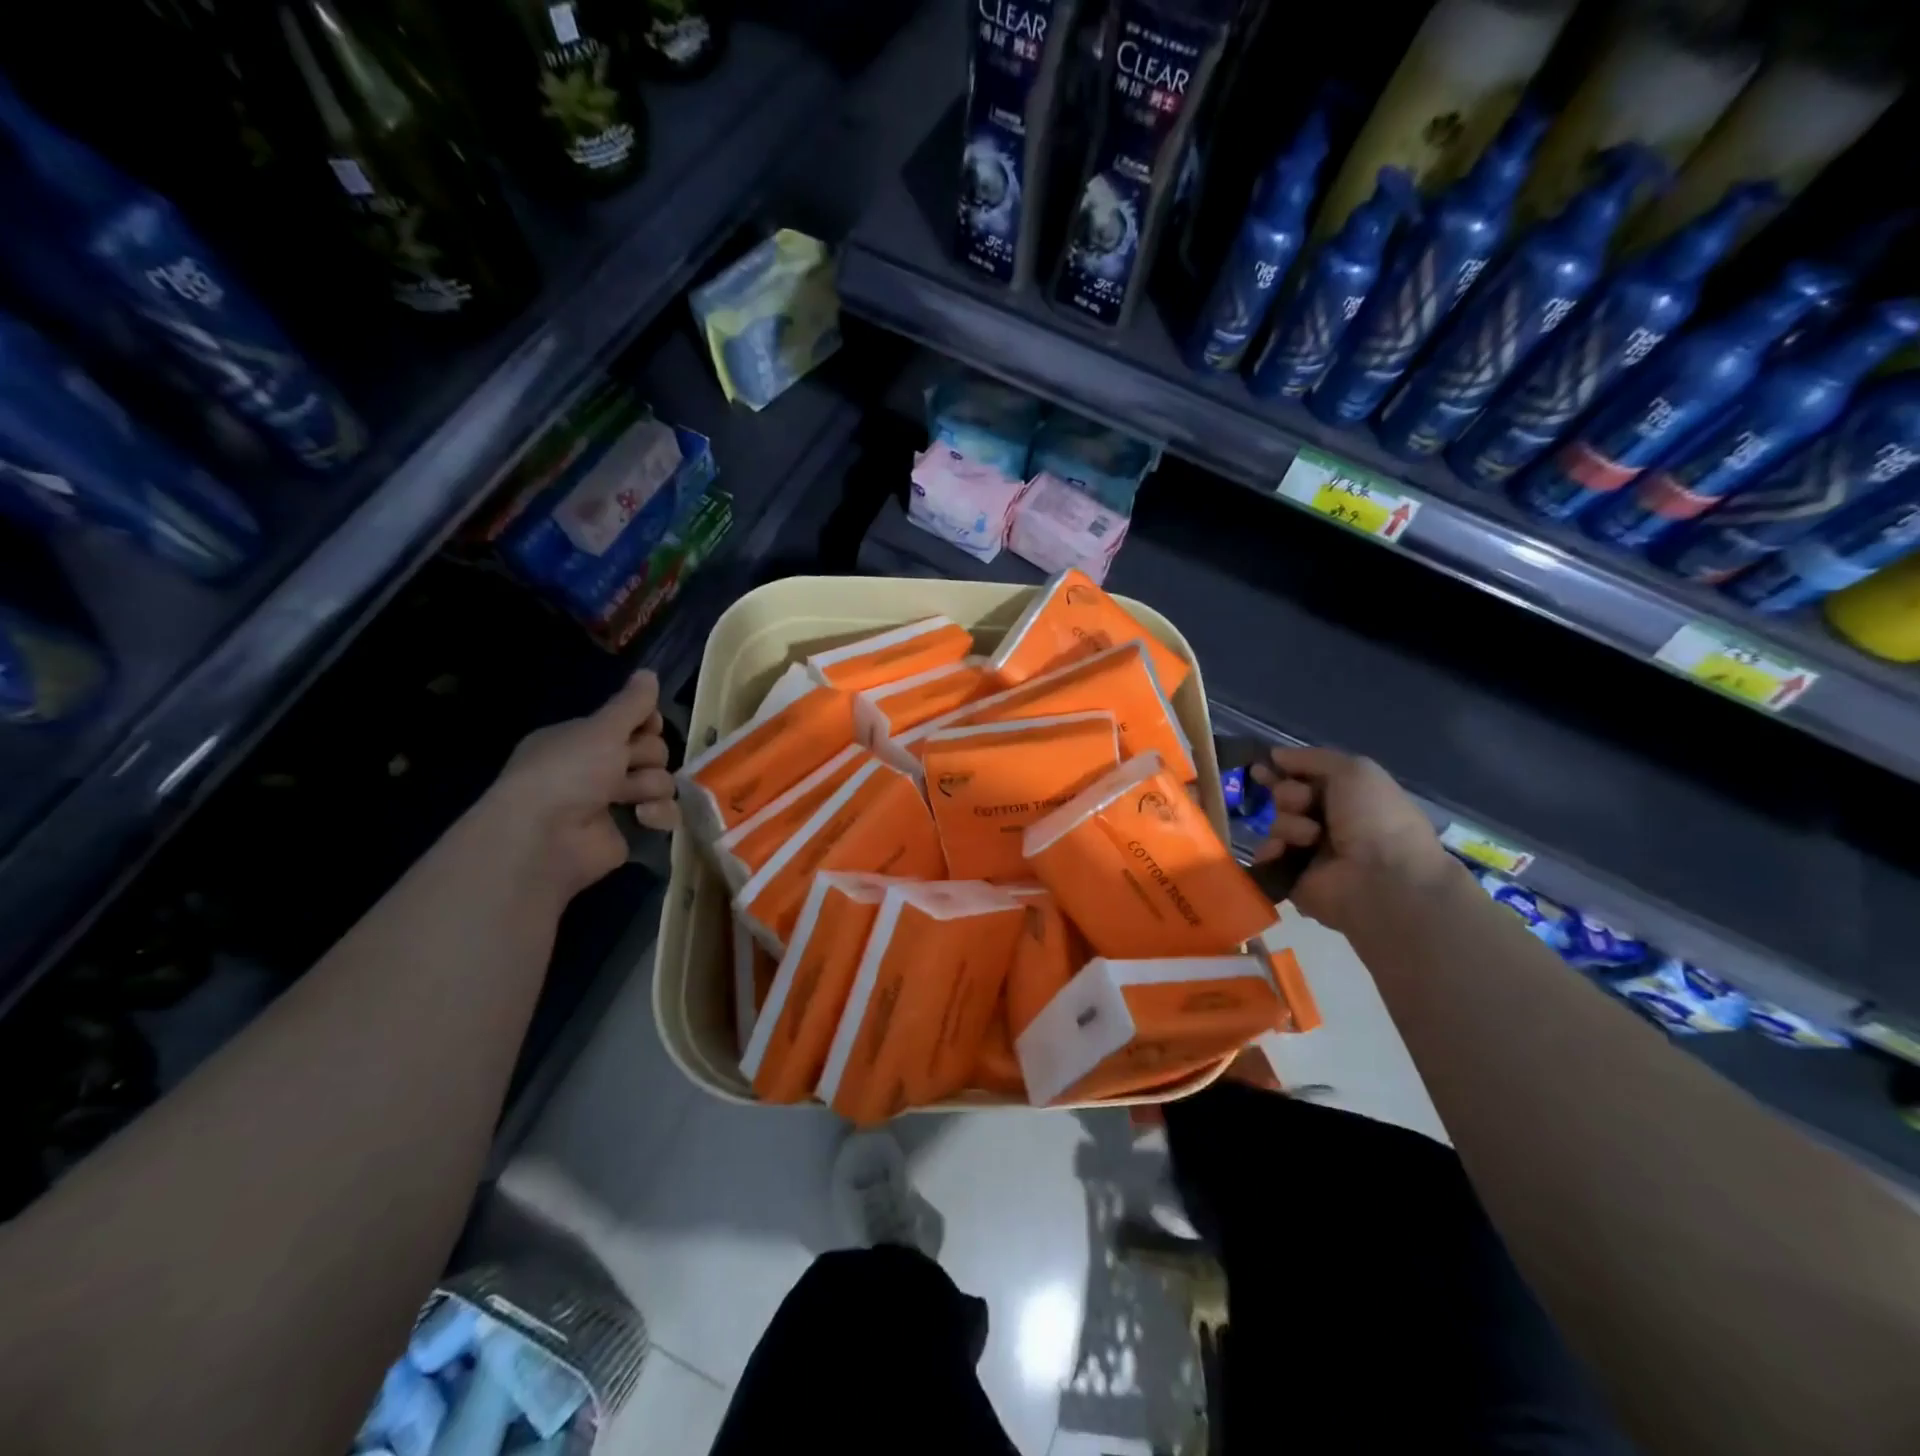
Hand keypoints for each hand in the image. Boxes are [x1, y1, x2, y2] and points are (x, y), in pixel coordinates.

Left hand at [485, 670, 679, 899]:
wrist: (545, 838)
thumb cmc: (568, 772)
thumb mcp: (601, 729)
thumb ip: (631, 704)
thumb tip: (649, 671)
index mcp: (583, 740)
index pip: (630, 723)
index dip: (645, 723)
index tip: (648, 725)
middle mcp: (596, 768)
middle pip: (650, 751)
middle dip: (647, 756)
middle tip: (627, 764)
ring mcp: (613, 802)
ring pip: (659, 782)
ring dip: (651, 786)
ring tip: (632, 797)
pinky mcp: (628, 832)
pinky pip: (662, 815)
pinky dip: (658, 815)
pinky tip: (642, 818)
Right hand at [1251, 745, 1457, 933]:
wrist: (1384, 879)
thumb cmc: (1376, 819)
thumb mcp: (1354, 771)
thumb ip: (1312, 758)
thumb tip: (1275, 754)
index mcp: (1346, 798)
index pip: (1304, 778)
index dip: (1282, 770)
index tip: (1260, 767)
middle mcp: (1327, 823)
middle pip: (1285, 797)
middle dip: (1289, 795)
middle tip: (1305, 804)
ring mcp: (1308, 852)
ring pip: (1276, 824)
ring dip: (1289, 825)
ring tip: (1310, 838)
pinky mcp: (1292, 877)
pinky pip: (1267, 855)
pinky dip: (1272, 850)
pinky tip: (1283, 851)